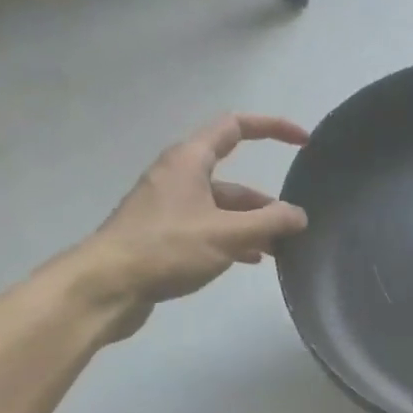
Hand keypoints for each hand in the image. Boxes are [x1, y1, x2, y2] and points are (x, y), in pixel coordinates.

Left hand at [73, 115, 308, 335]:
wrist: (108, 285)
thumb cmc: (167, 248)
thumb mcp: (227, 234)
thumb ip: (269, 222)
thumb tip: (299, 215)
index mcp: (190, 161)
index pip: (236, 127)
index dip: (272, 128)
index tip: (304, 142)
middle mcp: (179, 177)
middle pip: (233, 179)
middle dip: (266, 201)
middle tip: (294, 225)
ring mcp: (170, 207)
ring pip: (222, 208)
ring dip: (252, 225)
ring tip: (280, 249)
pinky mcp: (165, 234)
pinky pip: (209, 228)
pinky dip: (233, 239)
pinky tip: (251, 259)